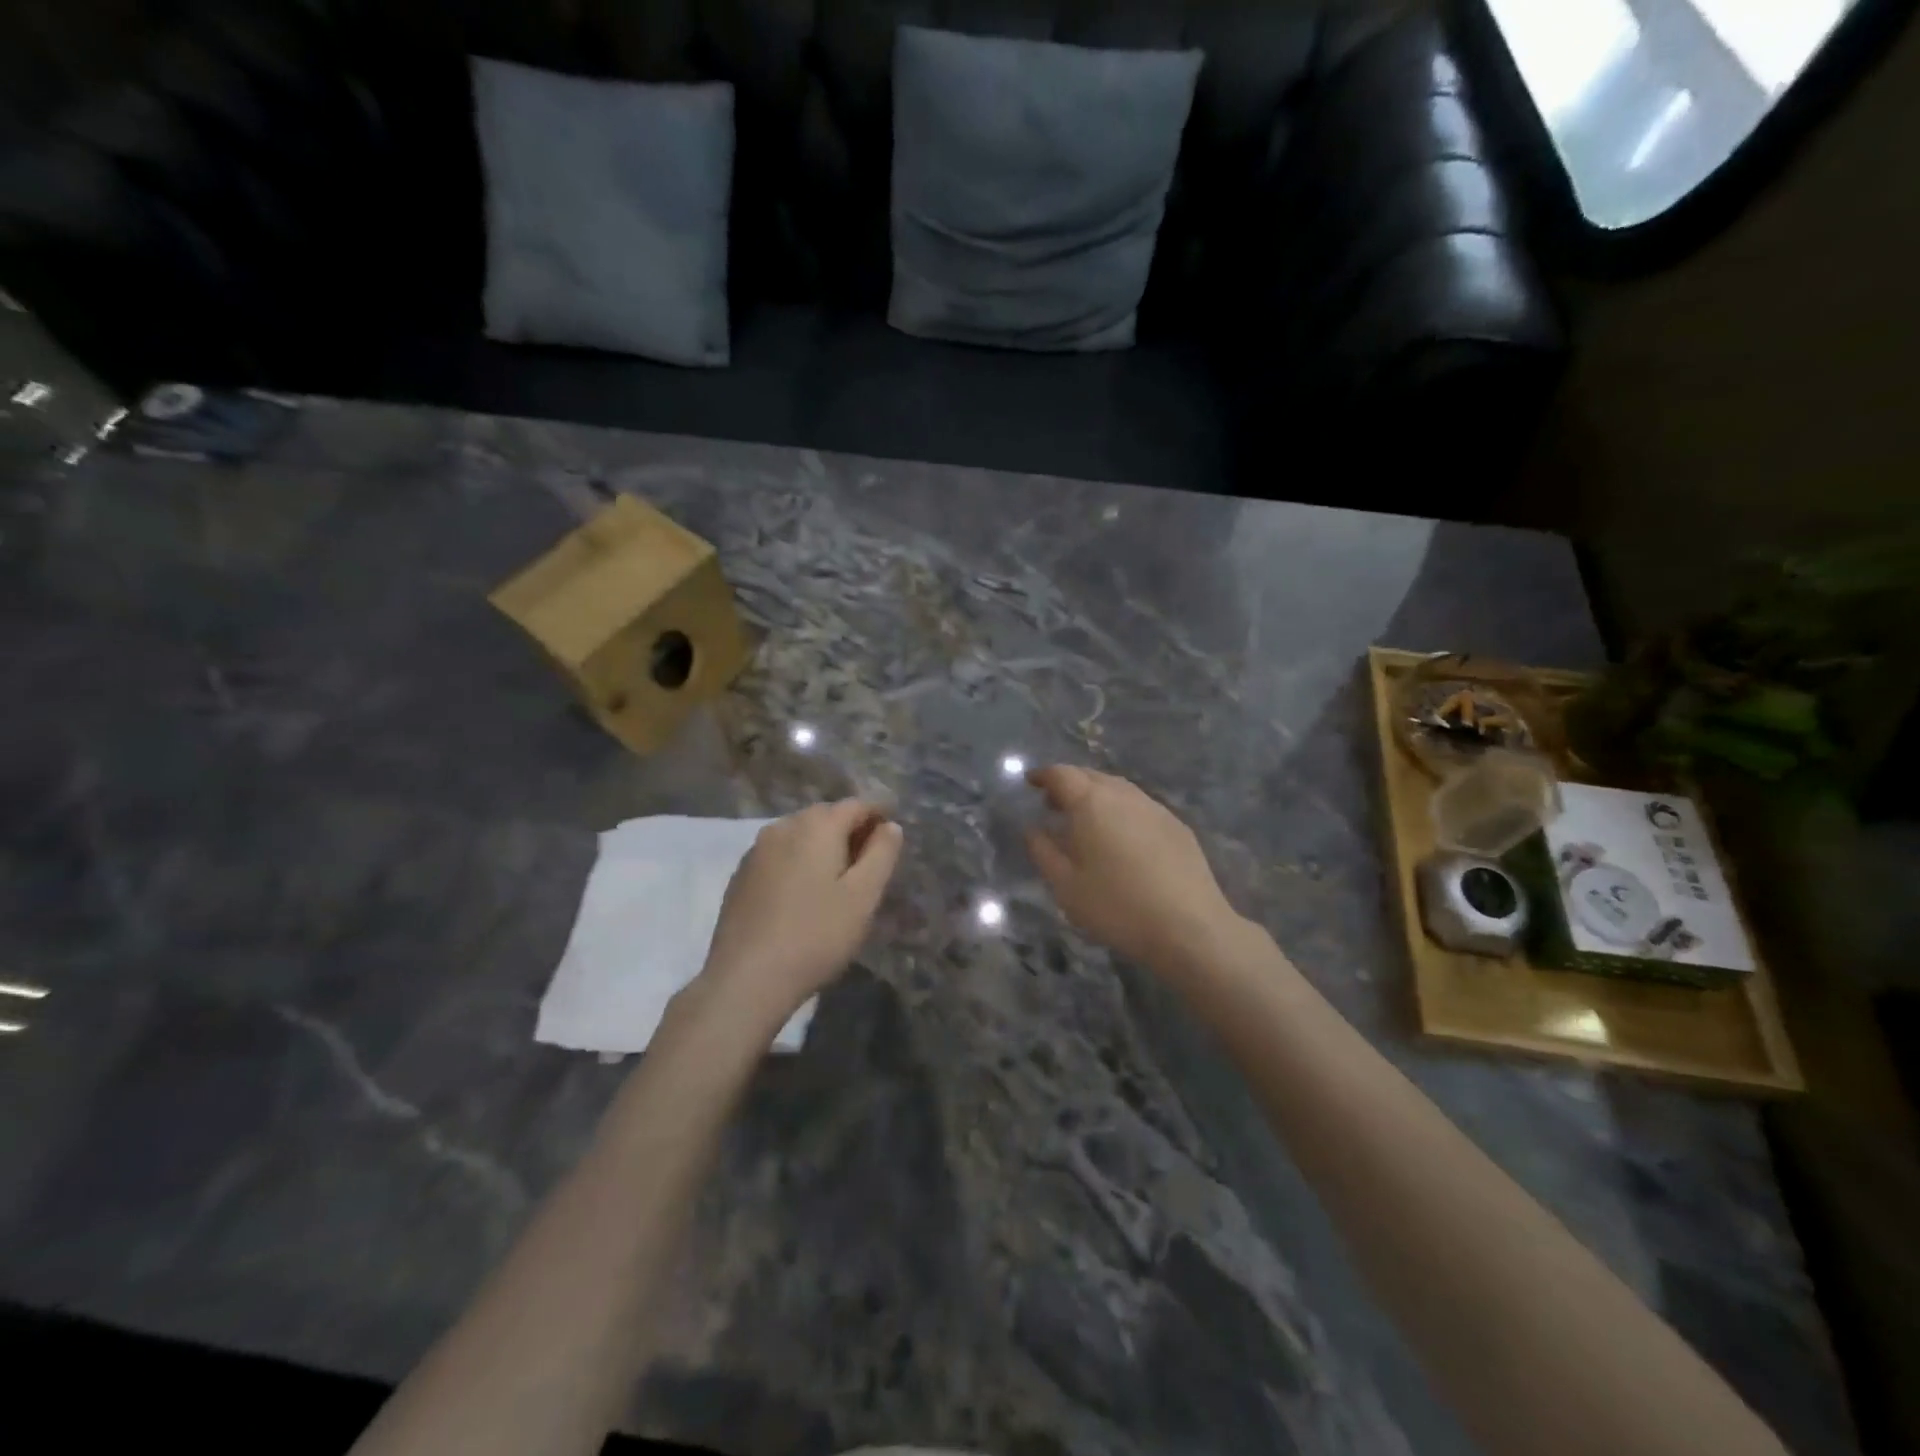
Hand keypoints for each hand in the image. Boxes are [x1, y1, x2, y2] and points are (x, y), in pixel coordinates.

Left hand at [700, 799, 903, 1021]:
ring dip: (823, 847)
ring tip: (838, 881)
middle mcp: (783, 826)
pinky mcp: (741, 875)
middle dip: (851, 831)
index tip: (894, 837)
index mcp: (817, 825)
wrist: (746, 979)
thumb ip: (882, 854)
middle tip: (870, 863)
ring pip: (800, 835)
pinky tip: (804, 895)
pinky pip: (780, 855)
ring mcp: (757, 850)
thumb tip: (890, 826)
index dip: (880, 815)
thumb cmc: (816, 935)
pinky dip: (799, 863)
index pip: (857, 805)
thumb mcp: (863, 896)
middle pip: (826, 816)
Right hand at [1025, 766, 1239, 971]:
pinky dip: (1121, 809)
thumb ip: (1043, 852)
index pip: (1062, 775)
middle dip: (1069, 783)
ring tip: (1085, 819)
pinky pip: (1140, 806)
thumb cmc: (1117, 907)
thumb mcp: (1066, 886)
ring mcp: (1155, 808)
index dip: (1043, 775)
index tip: (1031, 781)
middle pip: (1091, 776)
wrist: (1189, 927)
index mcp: (1092, 803)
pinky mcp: (1177, 826)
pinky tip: (1121, 835)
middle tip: (1053, 802)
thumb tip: (1033, 829)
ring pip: (1119, 789)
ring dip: (1097, 794)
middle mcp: (1124, 796)